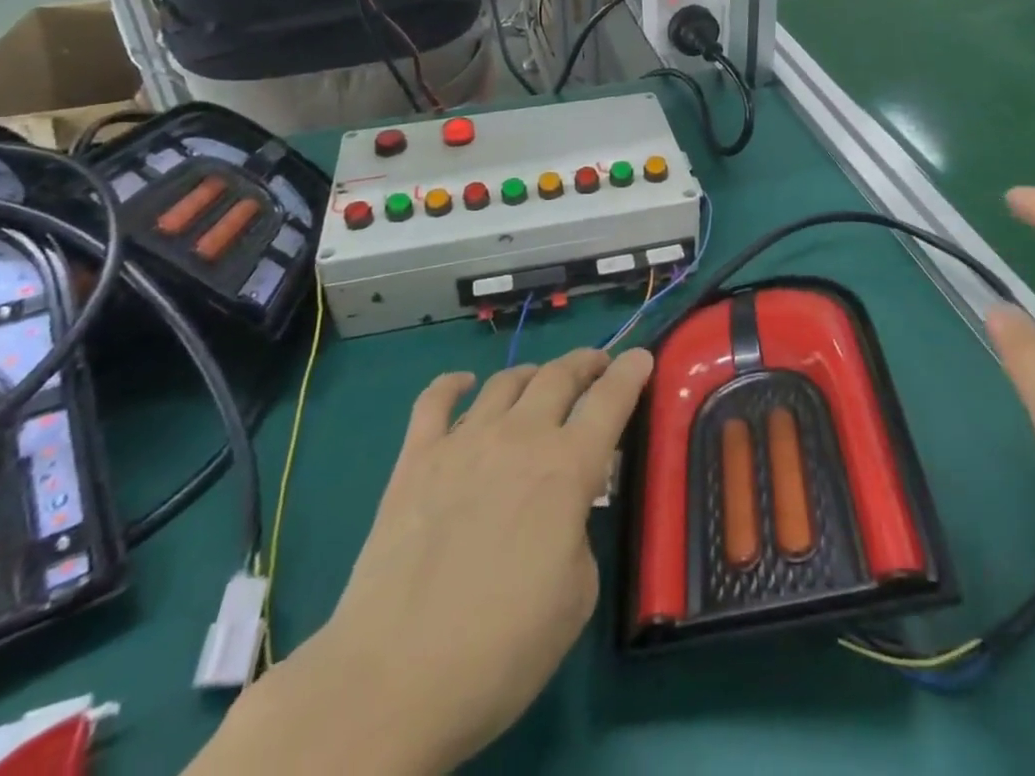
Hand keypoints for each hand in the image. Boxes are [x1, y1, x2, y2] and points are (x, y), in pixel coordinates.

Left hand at [213, 347, 651, 775]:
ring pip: (505, 381)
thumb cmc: (501, 649)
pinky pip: (435, 401)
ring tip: (540, 380)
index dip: (630, 373)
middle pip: (559, 376)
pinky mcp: (415, 459)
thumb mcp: (576, 597)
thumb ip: (579, 534)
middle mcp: (519, 438)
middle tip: (597, 365)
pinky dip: (453, 384)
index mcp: (567, 468)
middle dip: (585, 363)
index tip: (641, 356)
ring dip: (531, 374)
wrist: (394, 678)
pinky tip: (464, 385)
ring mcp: (463, 442)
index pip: (609, 401)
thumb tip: (563, 511)